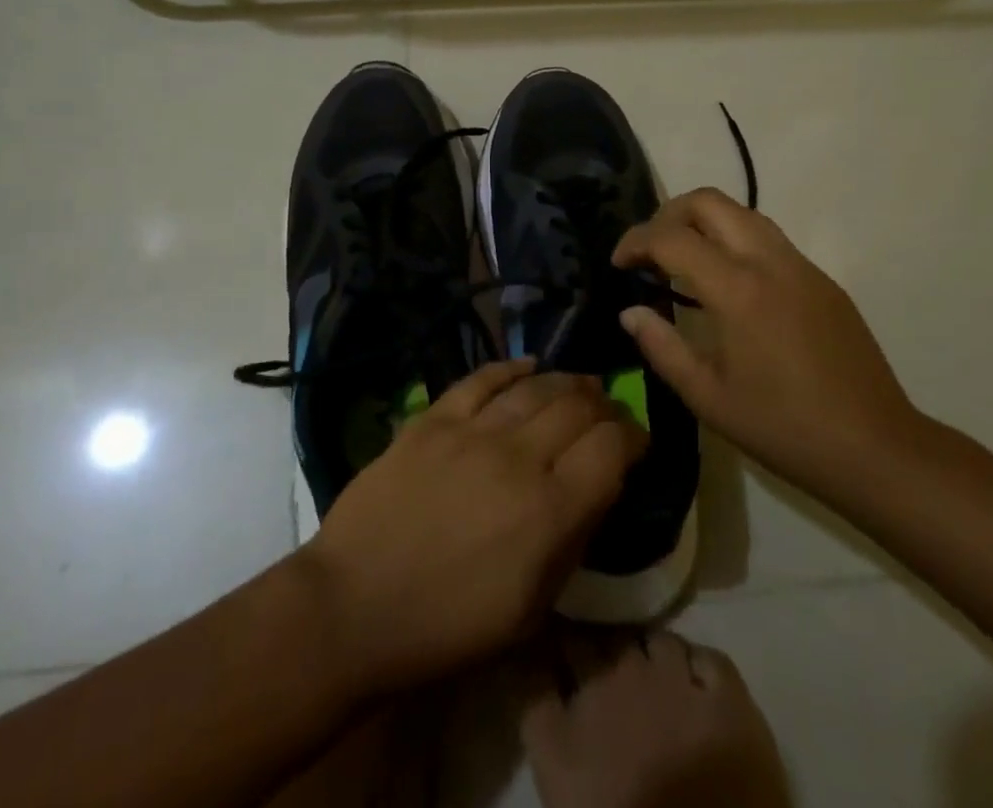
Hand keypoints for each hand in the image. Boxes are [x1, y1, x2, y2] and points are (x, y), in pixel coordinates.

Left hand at [300, 359, 645, 693]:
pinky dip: (510, 367)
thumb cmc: (448, 626)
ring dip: (566, 382)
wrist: (354, 606)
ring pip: (534, 387)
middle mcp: (517, 458)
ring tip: (580, 385)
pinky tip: (528, 366)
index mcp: (549, 513)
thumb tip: (597, 491)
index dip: (633, 436)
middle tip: (609, 413)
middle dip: (604, 405)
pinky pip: (481, 379)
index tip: (637, 441)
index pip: (611, 449)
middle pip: (577, 408)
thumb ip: (571, 542)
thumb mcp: (530, 610)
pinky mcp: (433, 418)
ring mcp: (471, 431)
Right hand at [612, 188, 921, 505]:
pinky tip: (729, 284)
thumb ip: (662, 347)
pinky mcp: (823, 280)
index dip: (636, 241)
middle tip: (650, 250)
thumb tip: (631, 312)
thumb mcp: (708, 397)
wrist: (877, 448)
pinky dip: (735, 241)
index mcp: (738, 290)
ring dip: (705, 222)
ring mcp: (802, 266)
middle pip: (710, 201)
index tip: (619, 262)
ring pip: (743, 212)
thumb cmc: (784, 428)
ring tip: (684, 260)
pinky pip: (769, 238)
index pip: (672, 238)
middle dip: (669, 214)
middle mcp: (770, 262)